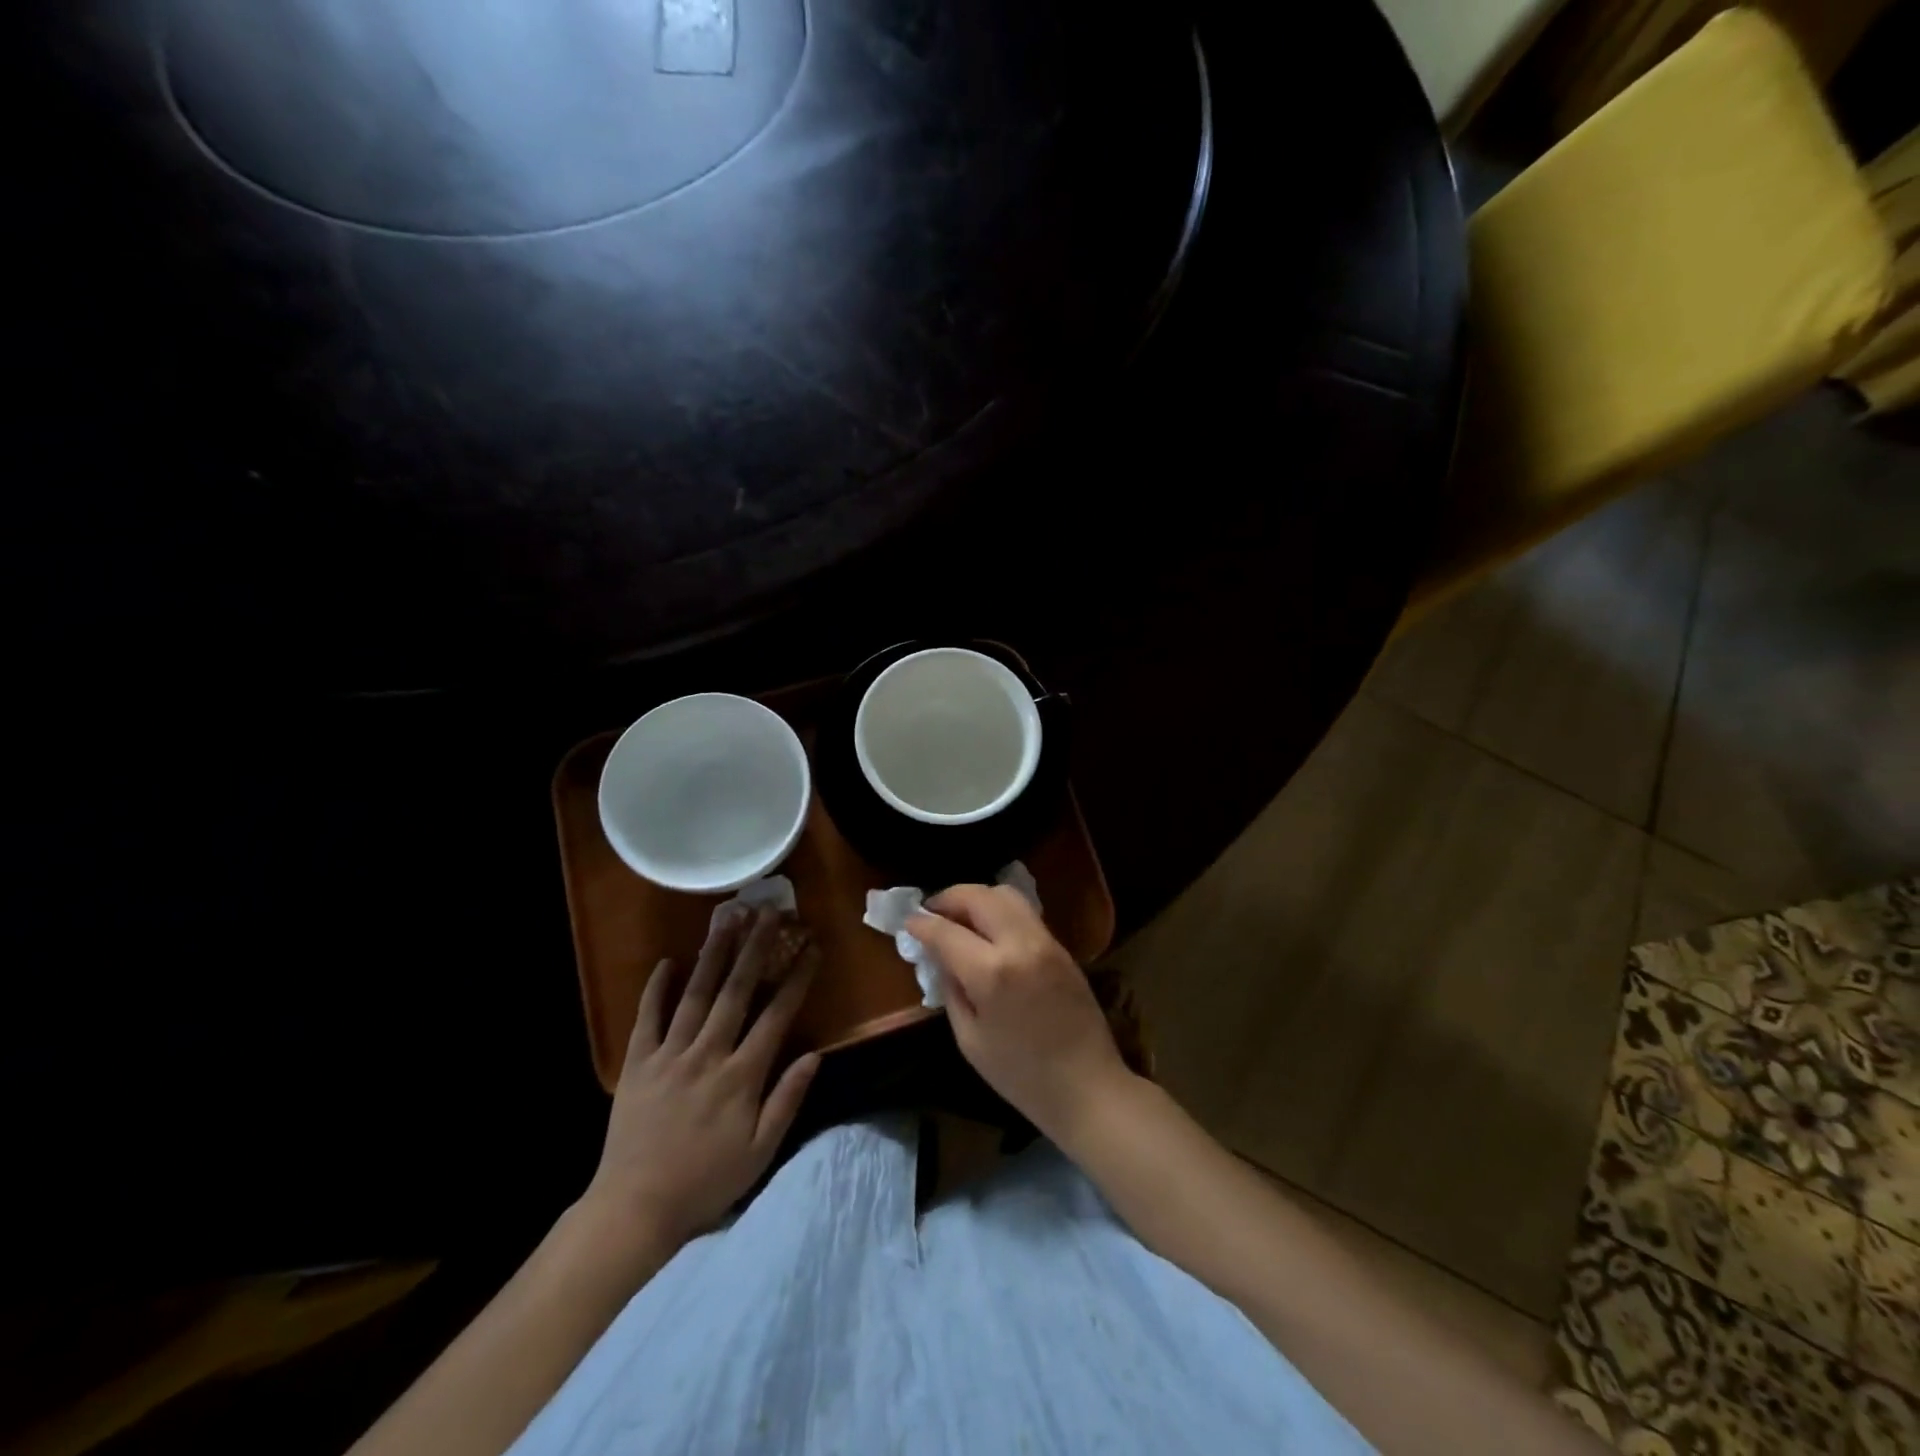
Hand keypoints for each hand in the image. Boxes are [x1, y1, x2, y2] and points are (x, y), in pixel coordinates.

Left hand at [582, 904, 820, 1248]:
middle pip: (737, 991)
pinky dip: (657, 988)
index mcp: (741, 1076)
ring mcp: (670, 1054)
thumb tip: (815, 1055)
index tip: (811, 947)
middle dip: (756, 947)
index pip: (776, 1015)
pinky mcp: (638, 1063)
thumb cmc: (705, 1183)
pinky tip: (668, 961)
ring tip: (727, 918)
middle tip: (769, 912)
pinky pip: (648, 1017)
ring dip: (713, 953)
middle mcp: (708, 1054)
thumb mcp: (760, 1152)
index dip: (797, 978)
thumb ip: (787, 1100)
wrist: (633, 1210)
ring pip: (696, 993)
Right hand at [907, 885, 1131, 1140]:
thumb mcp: (970, 1039)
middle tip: (932, 912)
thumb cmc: (1021, 1075)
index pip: (946, 931)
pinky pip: (1024, 911)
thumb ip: (951, 989)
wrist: (1087, 1086)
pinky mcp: (1061, 945)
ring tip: (960, 916)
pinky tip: (988, 929)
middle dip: (949, 898)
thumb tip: (938, 956)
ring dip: (976, 898)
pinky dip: (999, 909)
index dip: (921, 924)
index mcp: (992, 973)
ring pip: (1005, 894)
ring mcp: (1045, 940)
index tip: (908, 922)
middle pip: (978, 896)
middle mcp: (1020, 944)